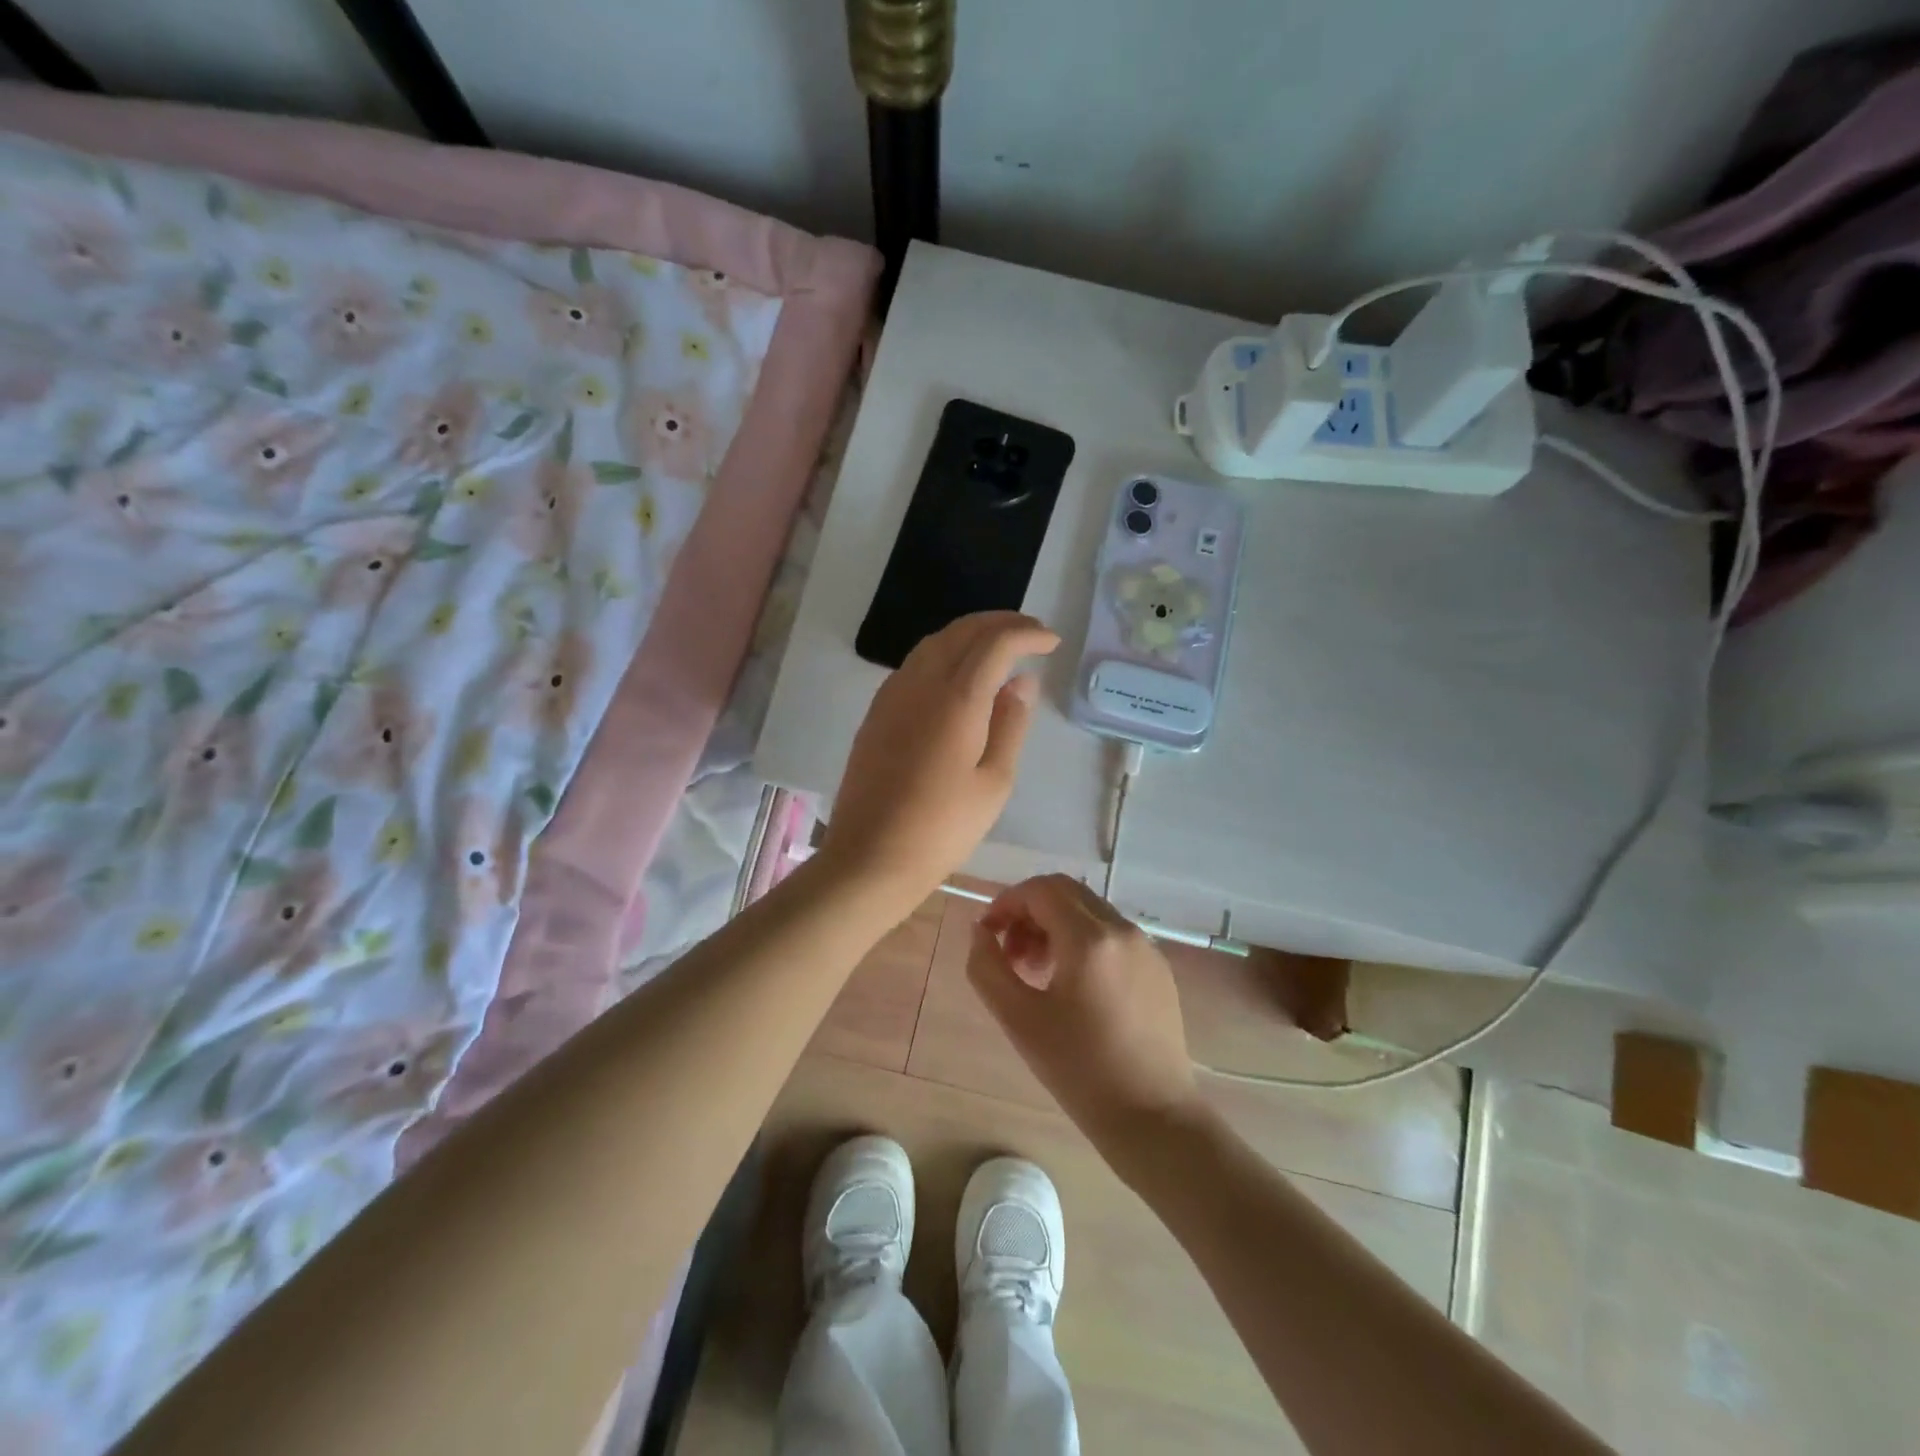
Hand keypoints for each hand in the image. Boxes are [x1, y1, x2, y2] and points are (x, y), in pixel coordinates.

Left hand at [821, 612, 1058, 915]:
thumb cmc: (942, 828)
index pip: (995, 642)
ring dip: (970, 635)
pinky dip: (944, 654)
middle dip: (1000, 623)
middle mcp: (920, 683)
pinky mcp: (877, 712)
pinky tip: (959, 676)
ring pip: (934, 642)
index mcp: (956, 698)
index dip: (1027, 634)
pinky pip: (914, 664)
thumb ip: (1011, 724)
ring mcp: (892, 695)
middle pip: (962, 630)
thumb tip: (1023, 681)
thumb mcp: (994, 781)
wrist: (870, 857)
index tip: (1052, 641)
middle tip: (1031, 635)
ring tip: (999, 649)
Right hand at [967, 874, 1201, 1144]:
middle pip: (1066, 892)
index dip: (1006, 903)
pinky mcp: (1158, 968)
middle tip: (1009, 952)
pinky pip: (1111, 935)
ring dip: (1054, 926)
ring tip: (1035, 971)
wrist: (1152, 1116)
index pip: (1040, 890)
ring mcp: (1146, 946)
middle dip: (1029, 912)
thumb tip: (980, 932)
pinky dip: (1082, 941)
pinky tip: (1071, 986)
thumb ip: (987, 967)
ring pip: (1089, 911)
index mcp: (1090, 938)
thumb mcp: (1018, 1019)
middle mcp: (1122, 929)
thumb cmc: (1079, 1069)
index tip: (988, 934)